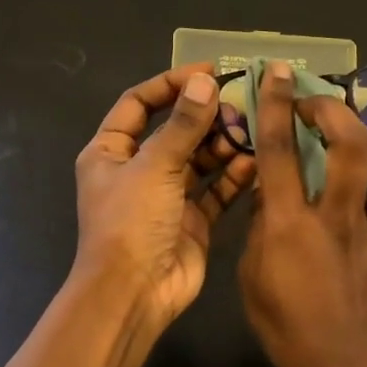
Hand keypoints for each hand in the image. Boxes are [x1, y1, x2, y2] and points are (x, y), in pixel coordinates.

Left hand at [74, 63, 257, 326]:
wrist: (134, 294)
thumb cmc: (131, 222)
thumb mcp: (154, 166)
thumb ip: (182, 124)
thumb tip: (204, 83)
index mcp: (110, 151)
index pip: (139, 103)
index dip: (171, 84)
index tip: (209, 73)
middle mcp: (137, 170)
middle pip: (174, 130)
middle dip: (206, 116)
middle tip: (241, 104)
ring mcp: (166, 197)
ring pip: (199, 160)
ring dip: (223, 145)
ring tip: (252, 131)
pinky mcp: (192, 221)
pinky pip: (215, 191)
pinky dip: (233, 177)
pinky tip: (255, 163)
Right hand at [239, 61, 366, 366]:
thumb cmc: (285, 325)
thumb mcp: (250, 273)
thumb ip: (260, 224)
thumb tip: (271, 186)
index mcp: (292, 225)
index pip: (281, 151)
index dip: (278, 105)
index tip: (279, 73)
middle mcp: (341, 219)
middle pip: (351, 146)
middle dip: (335, 112)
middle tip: (318, 106)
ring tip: (362, 146)